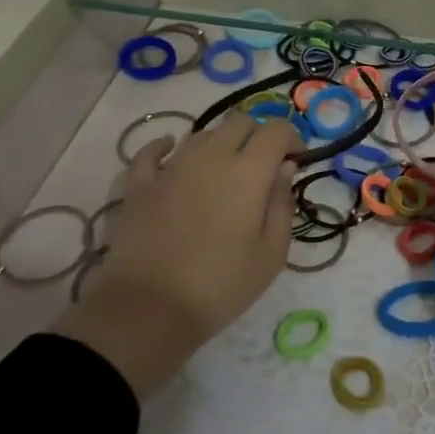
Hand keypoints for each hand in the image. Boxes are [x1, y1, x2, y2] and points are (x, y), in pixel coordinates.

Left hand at [55, 113, 301, 399]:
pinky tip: (169, 150)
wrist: (147, 311)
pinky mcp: (139, 185)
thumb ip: (282, 203)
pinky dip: (164, 146)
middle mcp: (211, 157)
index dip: (292, 137)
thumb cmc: (220, 286)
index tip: (295, 161)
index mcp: (249, 171)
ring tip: (223, 171)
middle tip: (262, 167)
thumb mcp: (271, 254)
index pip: (277, 129)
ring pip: (202, 134)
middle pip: (239, 122)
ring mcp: (171, 168)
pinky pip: (151, 152)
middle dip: (257, 136)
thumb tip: (285, 168)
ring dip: (220, 143)